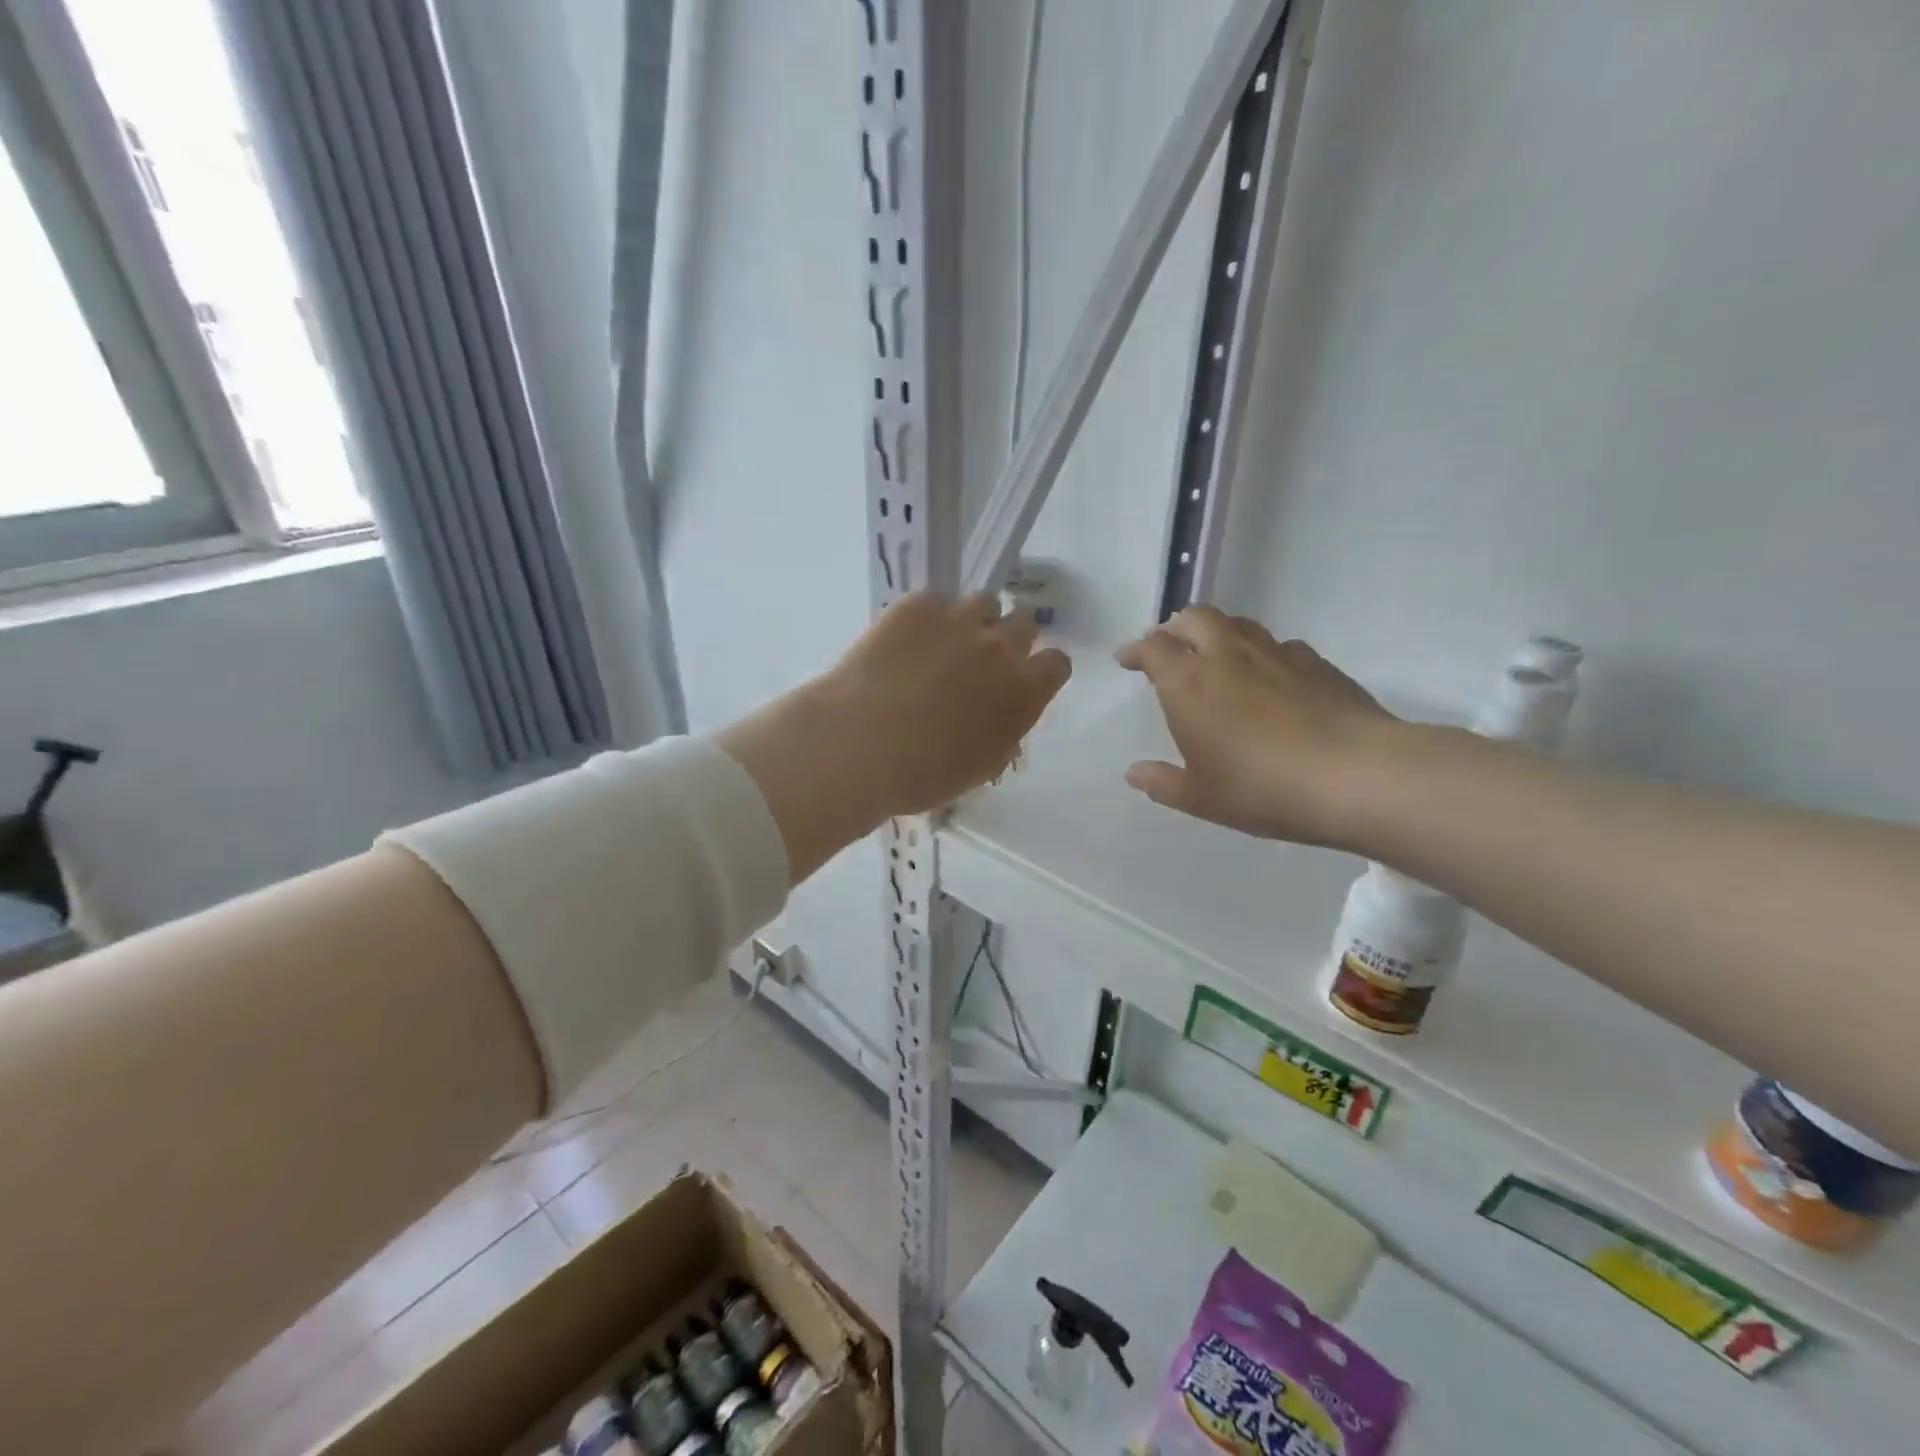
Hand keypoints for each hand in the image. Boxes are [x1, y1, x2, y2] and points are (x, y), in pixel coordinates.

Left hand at [720, 592, 1070, 884]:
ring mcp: (959, 620)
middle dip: (1008, 640)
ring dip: (972, 621)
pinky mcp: (917, 605)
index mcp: (1024, 692)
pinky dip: (924, 618)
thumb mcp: (978, 768)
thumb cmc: (923, 775)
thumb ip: (1003, 737)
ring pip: (984, 603)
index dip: (1040, 670)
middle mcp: (1000, 648)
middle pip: (1023, 625)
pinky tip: (901, 642)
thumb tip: (1003, 725)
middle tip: (979, 662)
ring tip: (943, 644)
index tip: (1022, 681)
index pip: (1056, 664)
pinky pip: (933, 601)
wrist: (861, 744)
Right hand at [1115, 607, 1399, 846]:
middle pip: (1195, 618)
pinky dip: (1261, 653)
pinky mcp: (1316, 663)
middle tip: (1170, 648)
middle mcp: (1228, 656)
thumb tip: (1134, 773)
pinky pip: (1279, 645)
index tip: (1127, 660)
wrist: (1356, 776)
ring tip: (1215, 656)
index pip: (1153, 647)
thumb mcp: (1201, 798)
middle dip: (1175, 627)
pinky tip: (1270, 678)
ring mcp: (1276, 654)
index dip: (1136, 650)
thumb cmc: (1262, 788)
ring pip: (1238, 624)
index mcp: (1190, 683)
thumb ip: (1162, 783)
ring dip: (1217, 633)